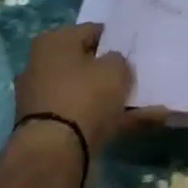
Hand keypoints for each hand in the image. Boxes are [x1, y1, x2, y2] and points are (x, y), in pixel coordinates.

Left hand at [13, 23, 163, 156]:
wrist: (54, 156)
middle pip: (86, 64)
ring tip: (146, 103)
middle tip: (137, 76)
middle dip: (110, 72)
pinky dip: (109, 119)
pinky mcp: (49, 130)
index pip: (92, 32)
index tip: (134, 51)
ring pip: (88, 93)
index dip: (115, 40)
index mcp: (53, 42)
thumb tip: (113, 64)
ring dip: (113, 98)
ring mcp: (44, 101)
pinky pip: (86, 117)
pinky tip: (139, 122)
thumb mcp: (115, 69)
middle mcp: (41, 67)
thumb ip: (119, 60)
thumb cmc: (84, 97)